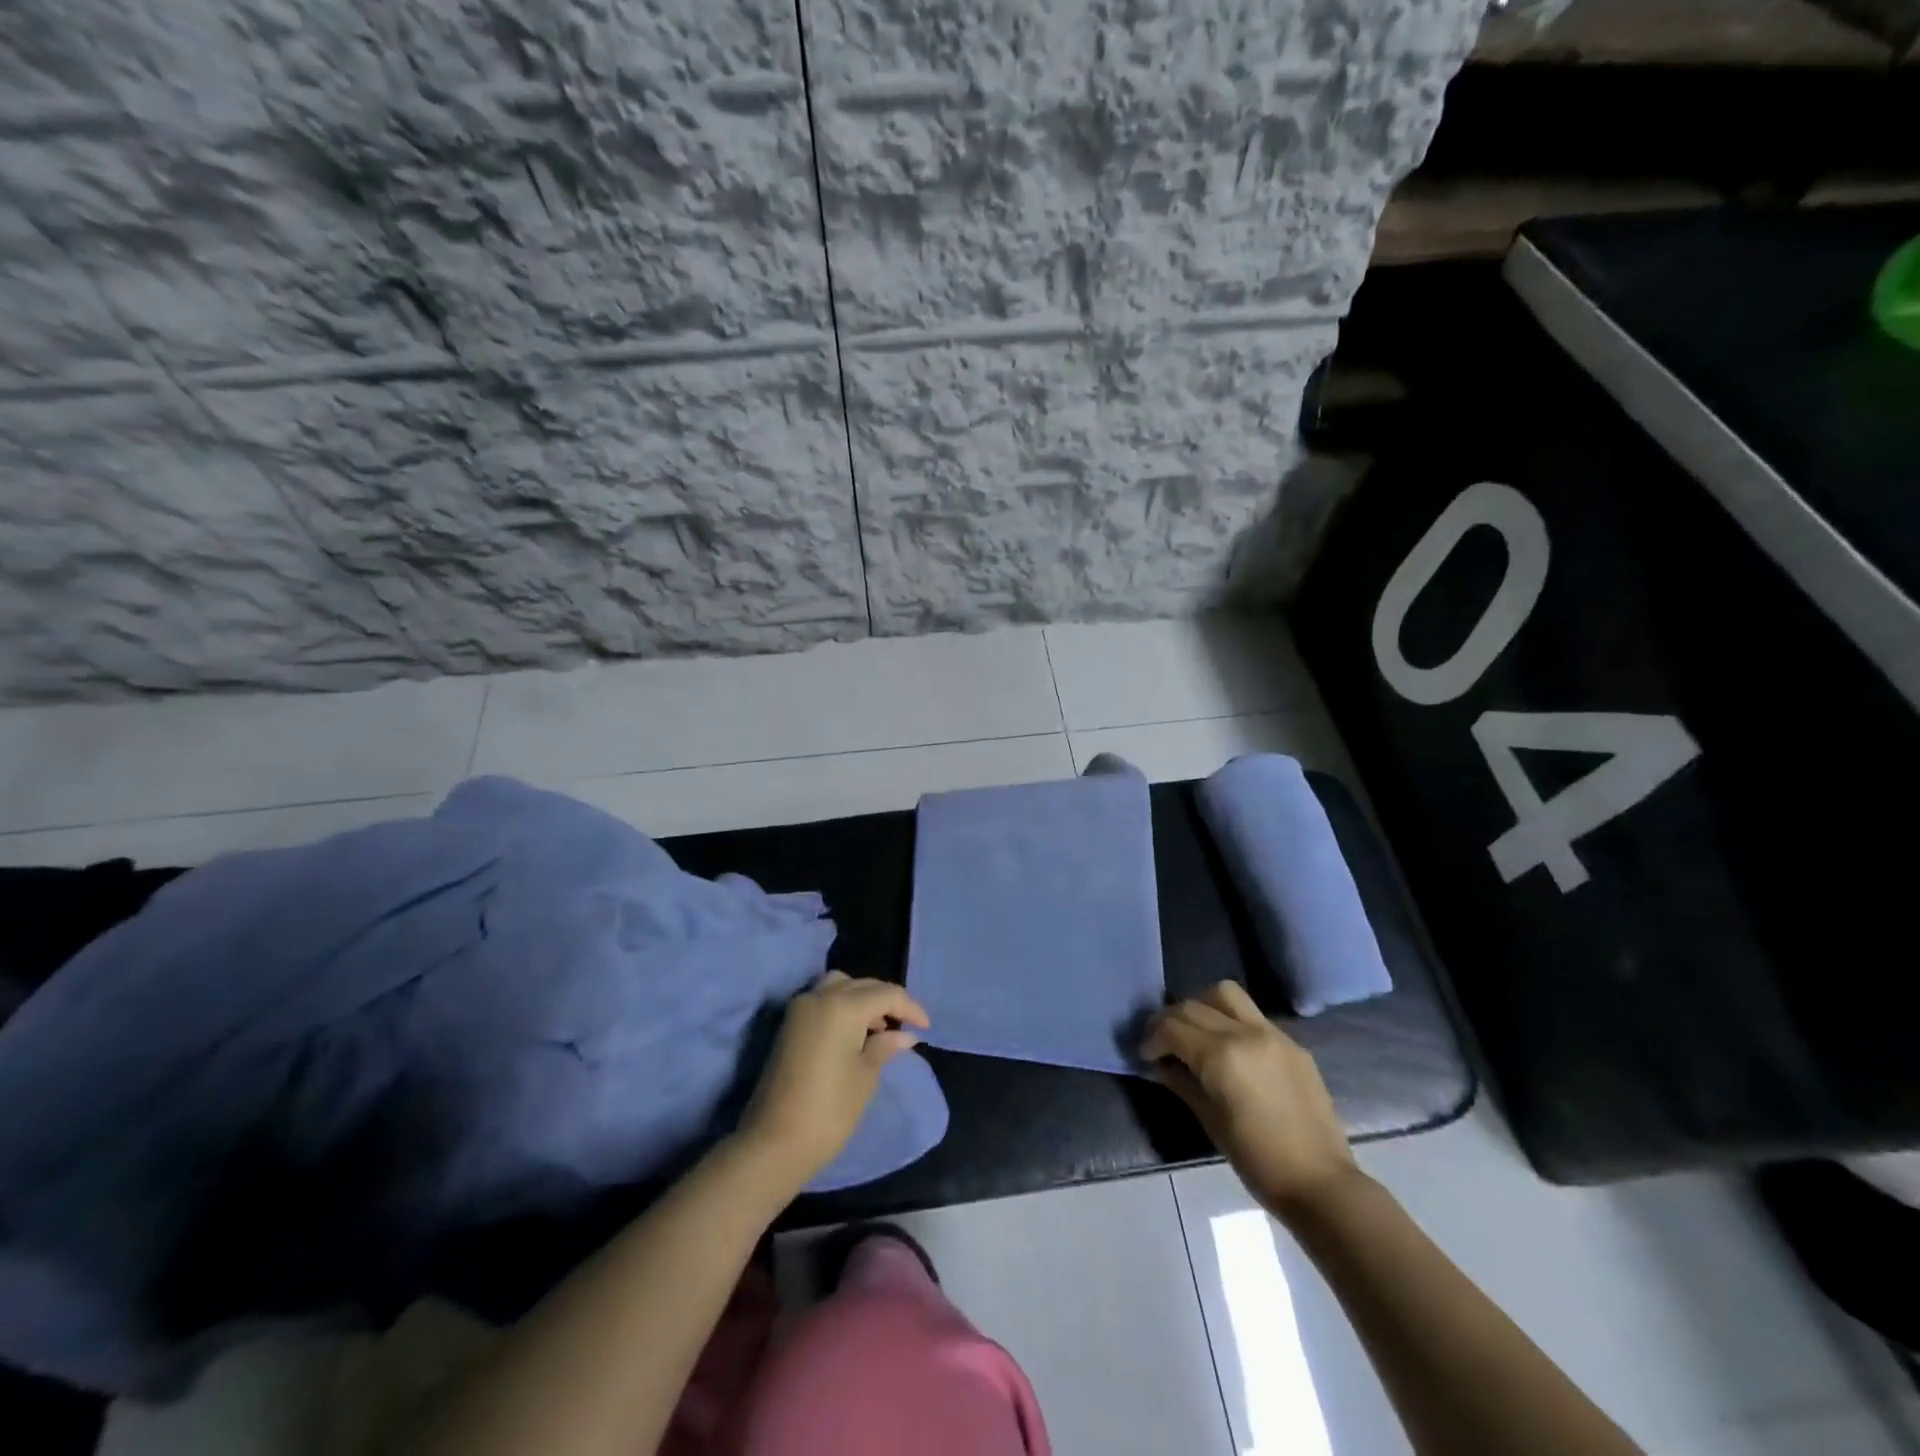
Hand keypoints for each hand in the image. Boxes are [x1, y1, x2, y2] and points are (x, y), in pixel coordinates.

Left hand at [737, 972, 929, 1185]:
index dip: (910, 1008)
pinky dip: (842, 1005)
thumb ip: (885, 1046)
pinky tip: (855, 1031)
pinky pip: (823, 999)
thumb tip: (905, 1034)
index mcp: (843, 1006)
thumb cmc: (829, 1111)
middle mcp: (820, 996)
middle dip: (887, 1000)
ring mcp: (800, 1008)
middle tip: (907, 1025)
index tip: (926, 1027)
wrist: (774, 1143)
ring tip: (879, 1026)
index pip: (886, 994)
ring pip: (839, 985)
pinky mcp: (789, 1025)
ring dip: (862, 998)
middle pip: (862, 985)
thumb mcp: (865, 1076)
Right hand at [1142, 981, 1361, 1222]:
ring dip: (1202, 1005)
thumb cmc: (1257, 1161)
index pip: (1172, 1027)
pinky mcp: (1292, 1042)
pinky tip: (1229, 1048)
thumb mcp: (1209, 1121)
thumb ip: (1181, 1082)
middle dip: (1171, 1020)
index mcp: (1221, 1055)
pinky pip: (1252, 1015)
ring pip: (1226, 994)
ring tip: (1196, 1032)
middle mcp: (1245, 1033)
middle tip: (1162, 1043)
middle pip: (1194, 1005)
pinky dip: (1231, 1020)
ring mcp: (1272, 1033)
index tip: (1145, 1055)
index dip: (1152, 1038)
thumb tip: (1159, 1064)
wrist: (1320, 1183)